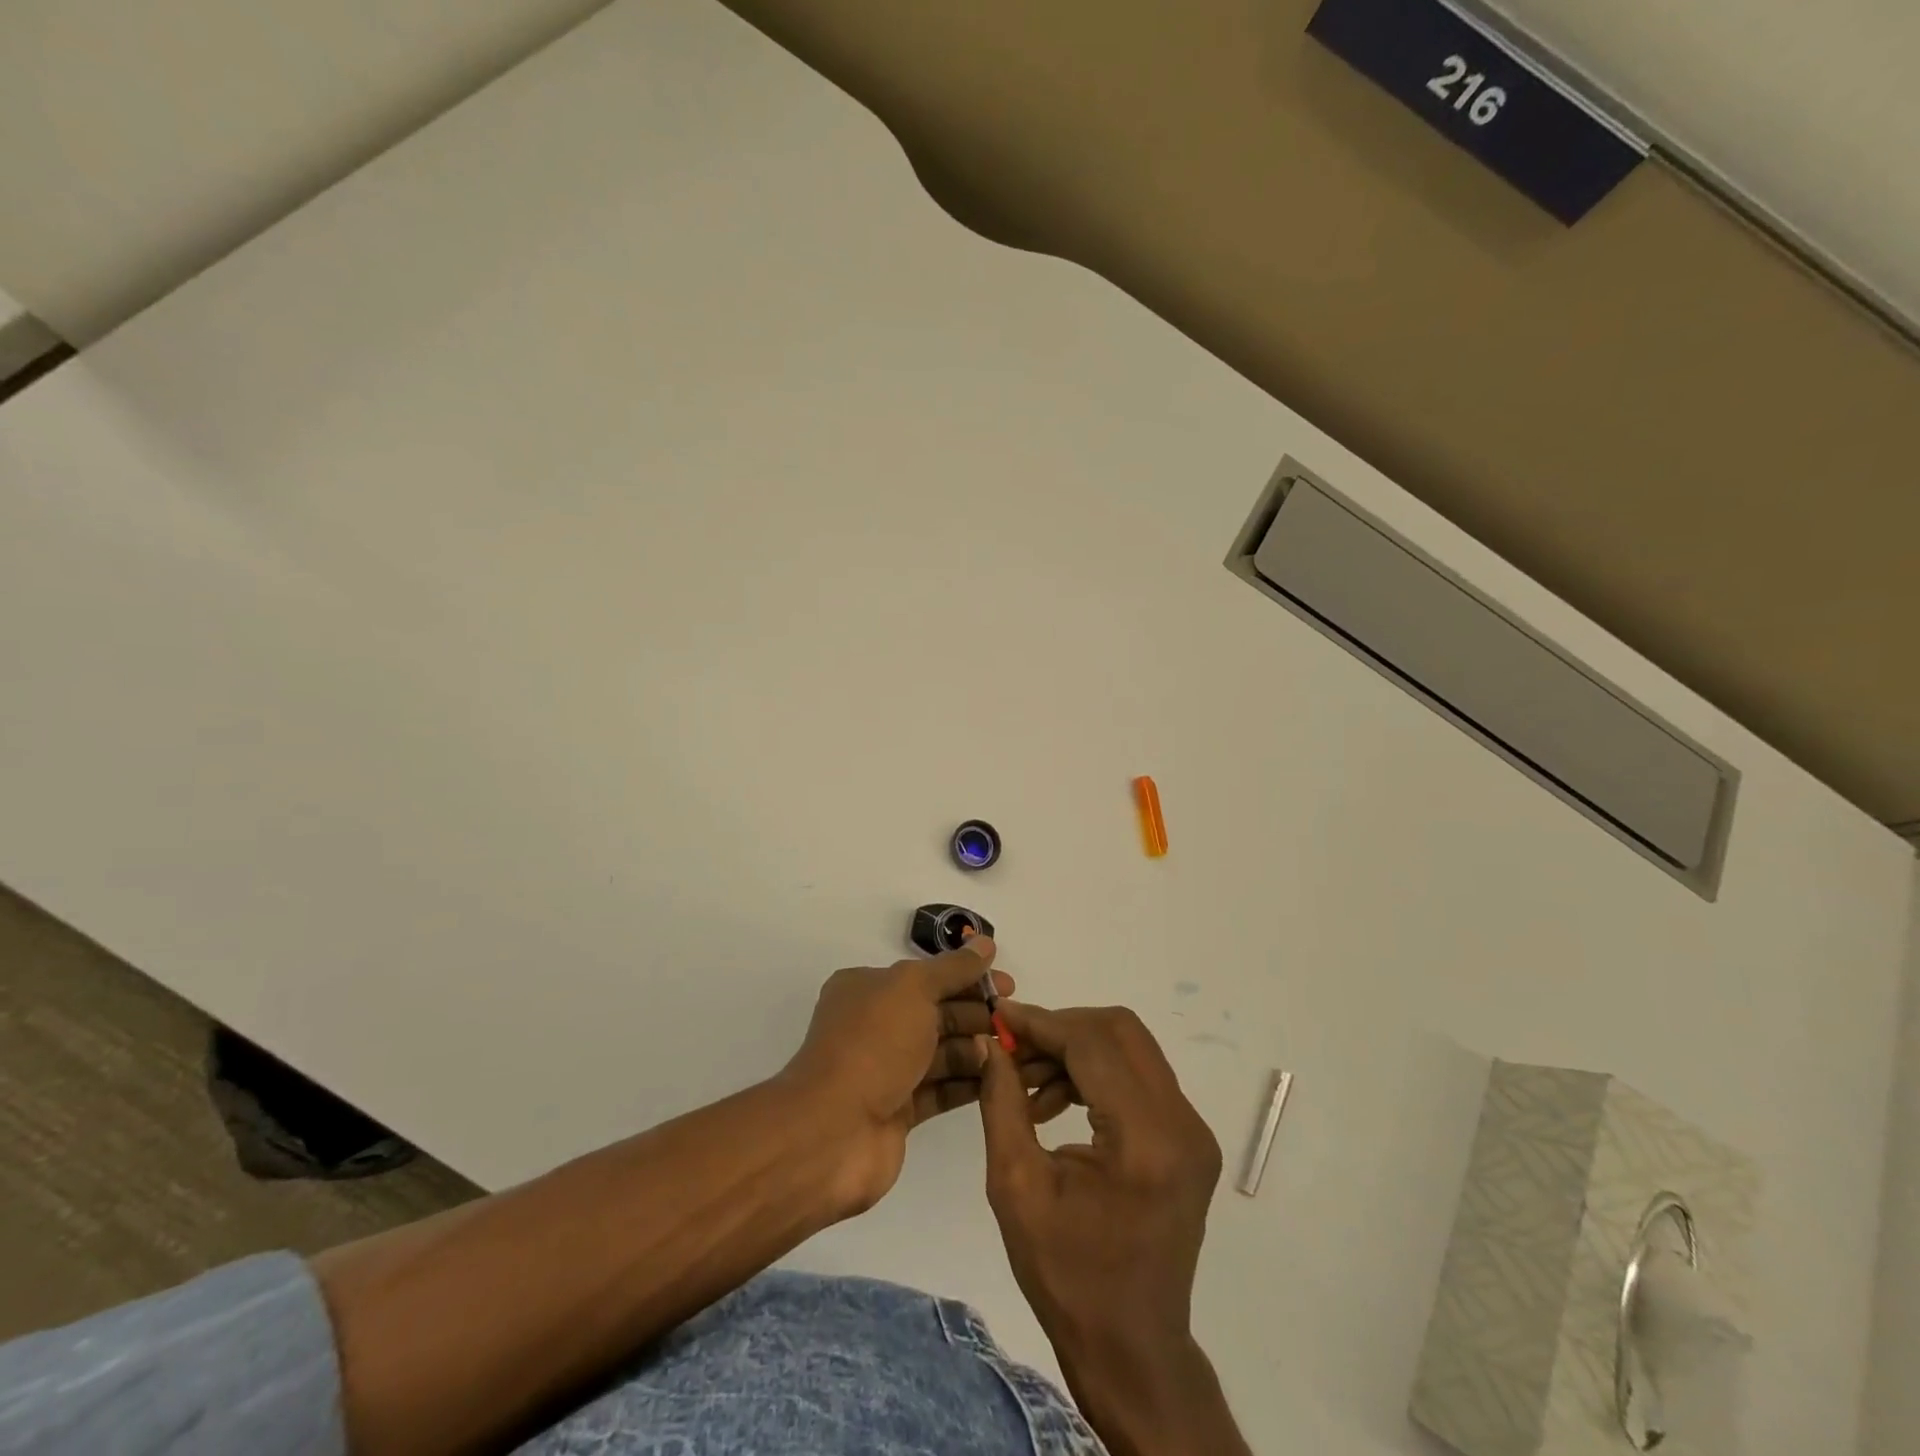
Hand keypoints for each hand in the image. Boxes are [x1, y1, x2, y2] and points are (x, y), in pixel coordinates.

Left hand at [782, 936, 1052, 1215]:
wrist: (832, 1131)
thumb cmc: (873, 1045)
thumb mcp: (913, 990)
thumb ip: (953, 968)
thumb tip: (985, 944)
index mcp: (869, 989)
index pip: (928, 976)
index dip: (969, 977)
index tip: (1009, 986)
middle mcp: (875, 1025)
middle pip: (937, 1013)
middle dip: (977, 1014)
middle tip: (1016, 1023)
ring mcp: (886, 1070)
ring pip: (941, 1052)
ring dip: (976, 1049)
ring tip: (1013, 1051)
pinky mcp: (898, 1110)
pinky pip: (940, 1089)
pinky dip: (968, 1083)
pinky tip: (1000, 1079)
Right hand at [978, 1004, 1246, 1455]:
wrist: (1130, 1345)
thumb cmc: (1066, 1276)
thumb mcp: (1016, 1187)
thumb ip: (1002, 1103)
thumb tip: (992, 1043)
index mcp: (1145, 1141)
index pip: (1093, 1044)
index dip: (1042, 1023)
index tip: (1000, 1018)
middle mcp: (1183, 1124)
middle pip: (1120, 1031)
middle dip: (1061, 1028)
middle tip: (1015, 1050)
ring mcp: (1193, 1130)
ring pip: (1131, 1048)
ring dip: (1077, 1049)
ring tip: (1028, 1084)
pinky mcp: (1189, 1138)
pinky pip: (1139, 1076)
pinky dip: (1095, 1072)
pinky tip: (1055, 1102)